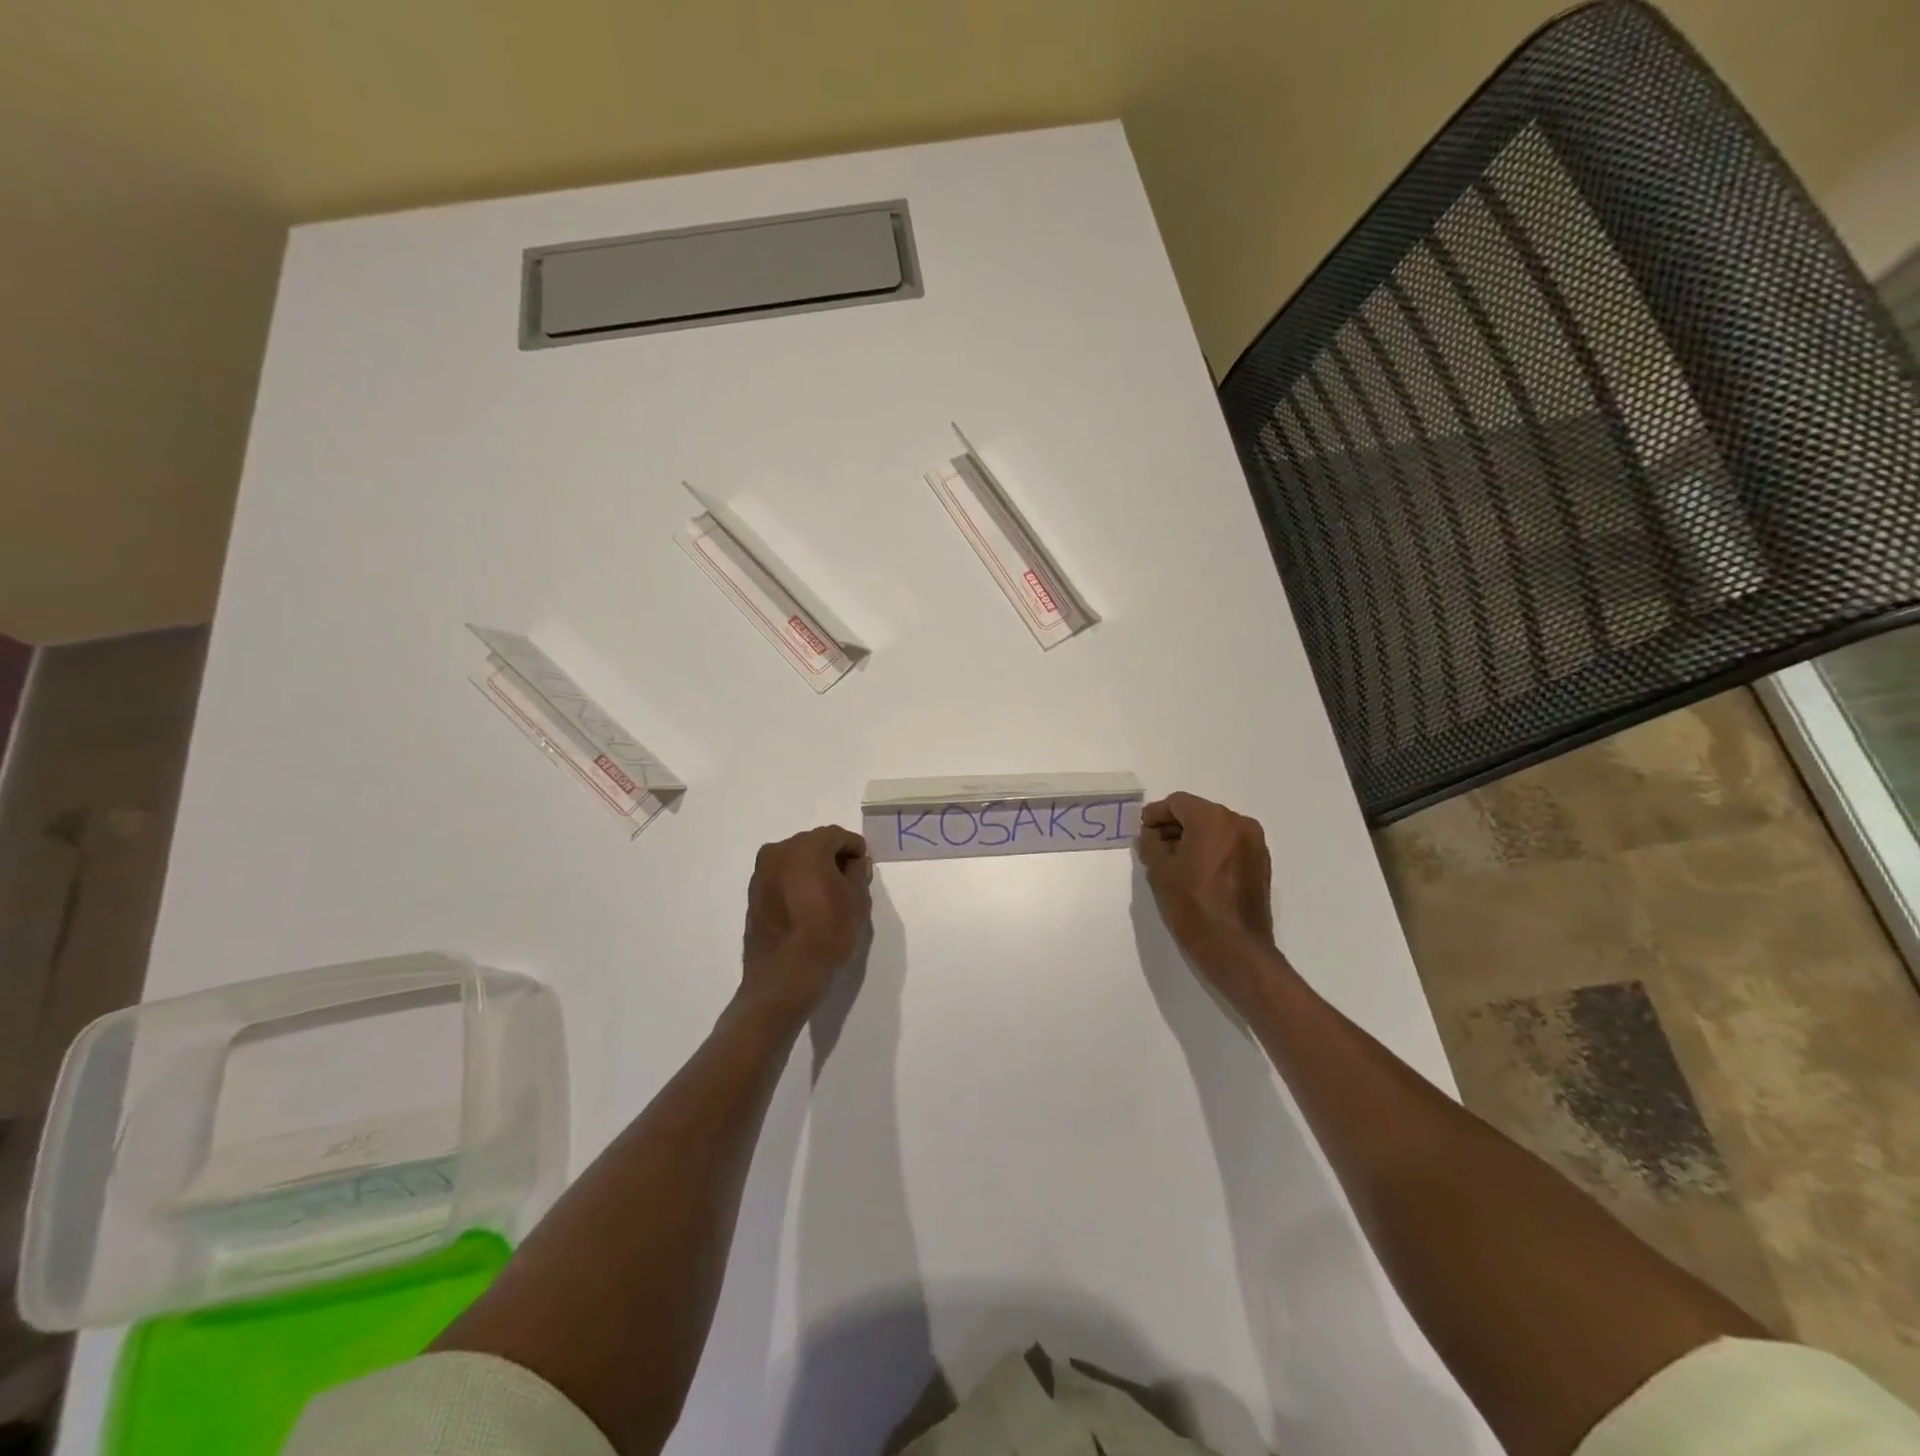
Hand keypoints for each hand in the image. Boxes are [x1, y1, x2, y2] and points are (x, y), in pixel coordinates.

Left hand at [740, 825, 872, 1017]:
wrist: (784, 977)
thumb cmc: (826, 934)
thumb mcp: (857, 902)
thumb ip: (857, 873)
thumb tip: (854, 863)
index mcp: (806, 848)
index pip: (838, 836)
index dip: (855, 848)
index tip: (864, 868)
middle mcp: (779, 851)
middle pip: (814, 844)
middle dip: (833, 857)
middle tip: (849, 881)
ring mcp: (762, 872)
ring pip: (795, 860)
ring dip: (812, 869)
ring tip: (827, 895)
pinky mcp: (753, 893)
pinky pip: (781, 877)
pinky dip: (795, 883)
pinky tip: (807, 906)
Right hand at [1138, 792, 1281, 1008]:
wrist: (1235, 949)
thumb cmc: (1192, 906)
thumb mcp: (1160, 872)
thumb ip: (1151, 843)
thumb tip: (1151, 834)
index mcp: (1213, 819)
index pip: (1177, 803)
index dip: (1155, 814)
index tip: (1142, 831)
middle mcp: (1239, 823)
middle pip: (1198, 812)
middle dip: (1174, 826)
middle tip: (1154, 847)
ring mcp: (1255, 843)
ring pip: (1215, 828)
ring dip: (1193, 838)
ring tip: (1174, 862)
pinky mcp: (1261, 864)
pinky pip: (1230, 845)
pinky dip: (1212, 850)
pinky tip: (1197, 872)